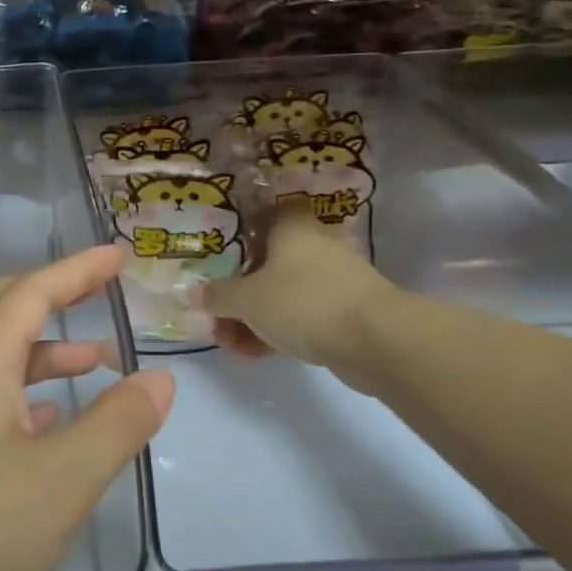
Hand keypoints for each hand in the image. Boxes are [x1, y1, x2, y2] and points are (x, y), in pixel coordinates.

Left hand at [0, 245, 174, 570]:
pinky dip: (21, 393)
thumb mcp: (62, 483)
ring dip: (41, 350)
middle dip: (49, 294)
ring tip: (95, 364)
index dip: (77, 270)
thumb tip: (159, 377)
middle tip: (97, 295)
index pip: (31, 293)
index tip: (117, 255)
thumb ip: (117, 424)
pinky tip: (49, 424)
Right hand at [204, 197, 394, 377]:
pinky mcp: (344, 311)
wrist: (376, 340)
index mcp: (290, 227)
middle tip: (217, 318)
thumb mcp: (246, 299)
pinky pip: (300, 316)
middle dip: (237, 292)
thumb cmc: (303, 302)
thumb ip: (217, 295)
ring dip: (253, 318)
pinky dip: (278, 331)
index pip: (261, 215)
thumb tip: (195, 294)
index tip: (216, 257)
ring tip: (232, 346)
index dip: (237, 233)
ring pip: (281, 293)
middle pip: (265, 262)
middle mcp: (312, 246)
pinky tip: (256, 355)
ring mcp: (331, 280)